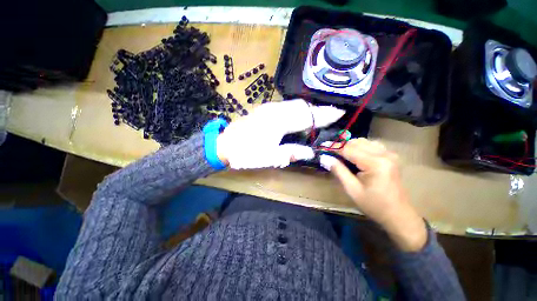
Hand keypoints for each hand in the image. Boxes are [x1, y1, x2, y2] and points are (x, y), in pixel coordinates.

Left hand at [216, 99, 344, 169]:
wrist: (225, 144)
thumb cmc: (247, 153)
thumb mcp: (271, 157)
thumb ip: (292, 152)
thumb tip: (309, 152)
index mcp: (279, 121)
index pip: (307, 117)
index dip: (323, 115)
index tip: (339, 112)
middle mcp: (275, 110)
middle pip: (302, 106)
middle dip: (317, 110)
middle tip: (331, 115)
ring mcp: (268, 107)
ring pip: (294, 104)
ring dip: (307, 109)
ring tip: (317, 116)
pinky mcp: (264, 109)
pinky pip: (286, 106)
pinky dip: (297, 110)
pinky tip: (299, 117)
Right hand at [321, 138, 426, 251]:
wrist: (398, 215)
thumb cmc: (374, 205)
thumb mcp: (352, 189)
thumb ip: (338, 171)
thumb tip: (325, 158)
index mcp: (375, 163)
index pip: (349, 149)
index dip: (334, 147)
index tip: (322, 147)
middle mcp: (384, 154)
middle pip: (356, 142)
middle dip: (341, 146)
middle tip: (330, 154)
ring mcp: (389, 154)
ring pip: (363, 142)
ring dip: (350, 146)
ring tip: (341, 156)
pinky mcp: (390, 156)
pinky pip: (371, 145)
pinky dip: (360, 148)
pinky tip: (355, 156)